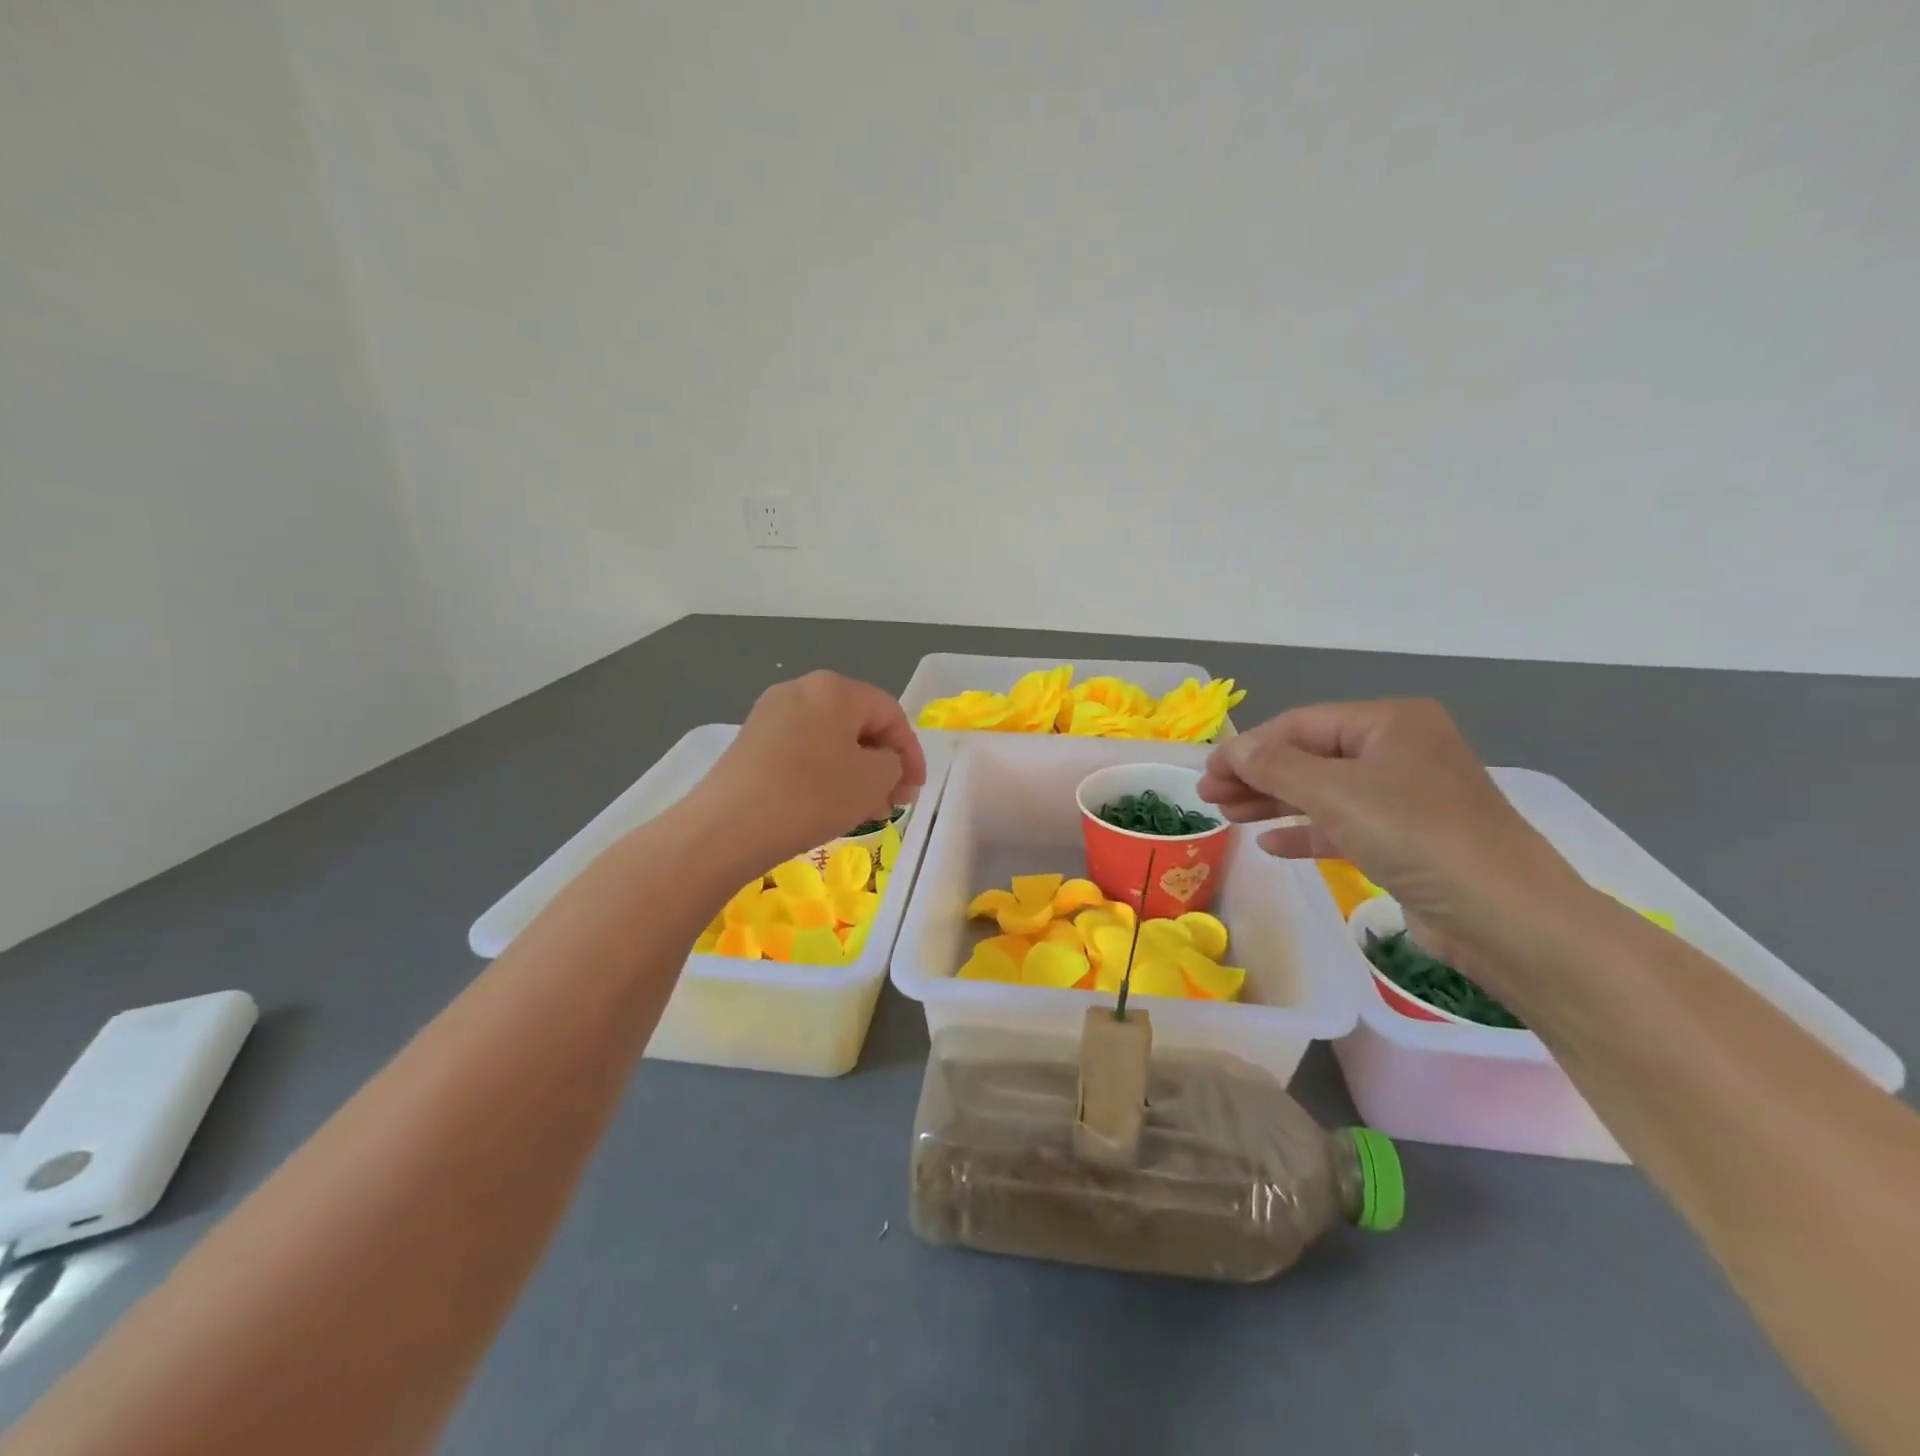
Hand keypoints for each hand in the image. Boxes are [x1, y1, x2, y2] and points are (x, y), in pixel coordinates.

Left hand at [693, 672, 926, 868]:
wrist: (727, 827)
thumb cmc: (812, 795)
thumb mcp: (873, 780)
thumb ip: (893, 764)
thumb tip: (882, 764)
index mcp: (836, 688)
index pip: (890, 713)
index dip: (911, 753)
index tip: (915, 791)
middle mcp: (801, 689)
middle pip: (858, 724)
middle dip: (882, 763)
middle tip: (892, 801)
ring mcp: (770, 714)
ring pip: (830, 740)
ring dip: (855, 771)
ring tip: (863, 809)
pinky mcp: (751, 742)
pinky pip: (803, 751)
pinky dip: (824, 774)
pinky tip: (827, 806)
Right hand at [1197, 698, 1583, 971]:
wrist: (1505, 917)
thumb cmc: (1416, 834)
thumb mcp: (1335, 792)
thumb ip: (1275, 767)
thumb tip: (1232, 751)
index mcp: (1390, 723)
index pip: (1301, 725)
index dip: (1249, 747)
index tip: (1206, 773)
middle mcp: (1399, 751)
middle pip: (1310, 757)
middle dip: (1256, 776)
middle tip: (1208, 797)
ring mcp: (1405, 797)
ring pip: (1323, 792)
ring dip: (1273, 802)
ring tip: (1227, 816)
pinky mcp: (1407, 840)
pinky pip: (1343, 826)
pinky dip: (1306, 832)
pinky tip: (1271, 844)